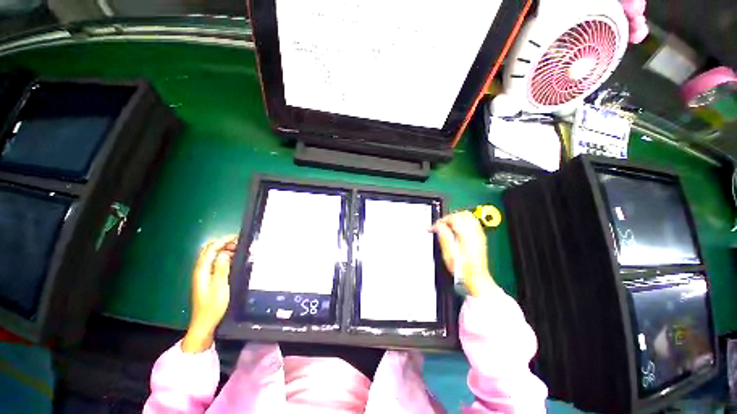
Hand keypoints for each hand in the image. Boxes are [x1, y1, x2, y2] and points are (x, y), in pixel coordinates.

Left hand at [182, 235, 237, 352]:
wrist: (205, 323)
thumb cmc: (213, 306)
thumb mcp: (220, 287)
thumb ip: (221, 269)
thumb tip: (224, 253)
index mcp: (202, 271)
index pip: (210, 250)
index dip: (222, 241)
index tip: (236, 237)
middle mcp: (201, 270)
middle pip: (208, 250)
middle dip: (222, 243)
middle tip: (238, 243)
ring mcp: (203, 274)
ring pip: (212, 256)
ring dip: (224, 250)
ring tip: (239, 250)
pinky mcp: (208, 279)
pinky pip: (215, 262)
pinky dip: (224, 257)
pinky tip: (234, 260)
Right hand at [432, 212, 494, 296]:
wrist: (476, 278)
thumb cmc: (463, 269)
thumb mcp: (449, 254)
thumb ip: (443, 236)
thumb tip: (438, 226)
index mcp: (467, 235)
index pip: (453, 218)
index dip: (440, 221)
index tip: (433, 227)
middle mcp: (474, 233)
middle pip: (461, 215)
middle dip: (448, 218)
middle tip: (439, 226)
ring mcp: (478, 234)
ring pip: (467, 217)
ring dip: (455, 219)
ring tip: (446, 227)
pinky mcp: (480, 237)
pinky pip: (472, 222)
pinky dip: (462, 222)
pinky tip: (456, 229)